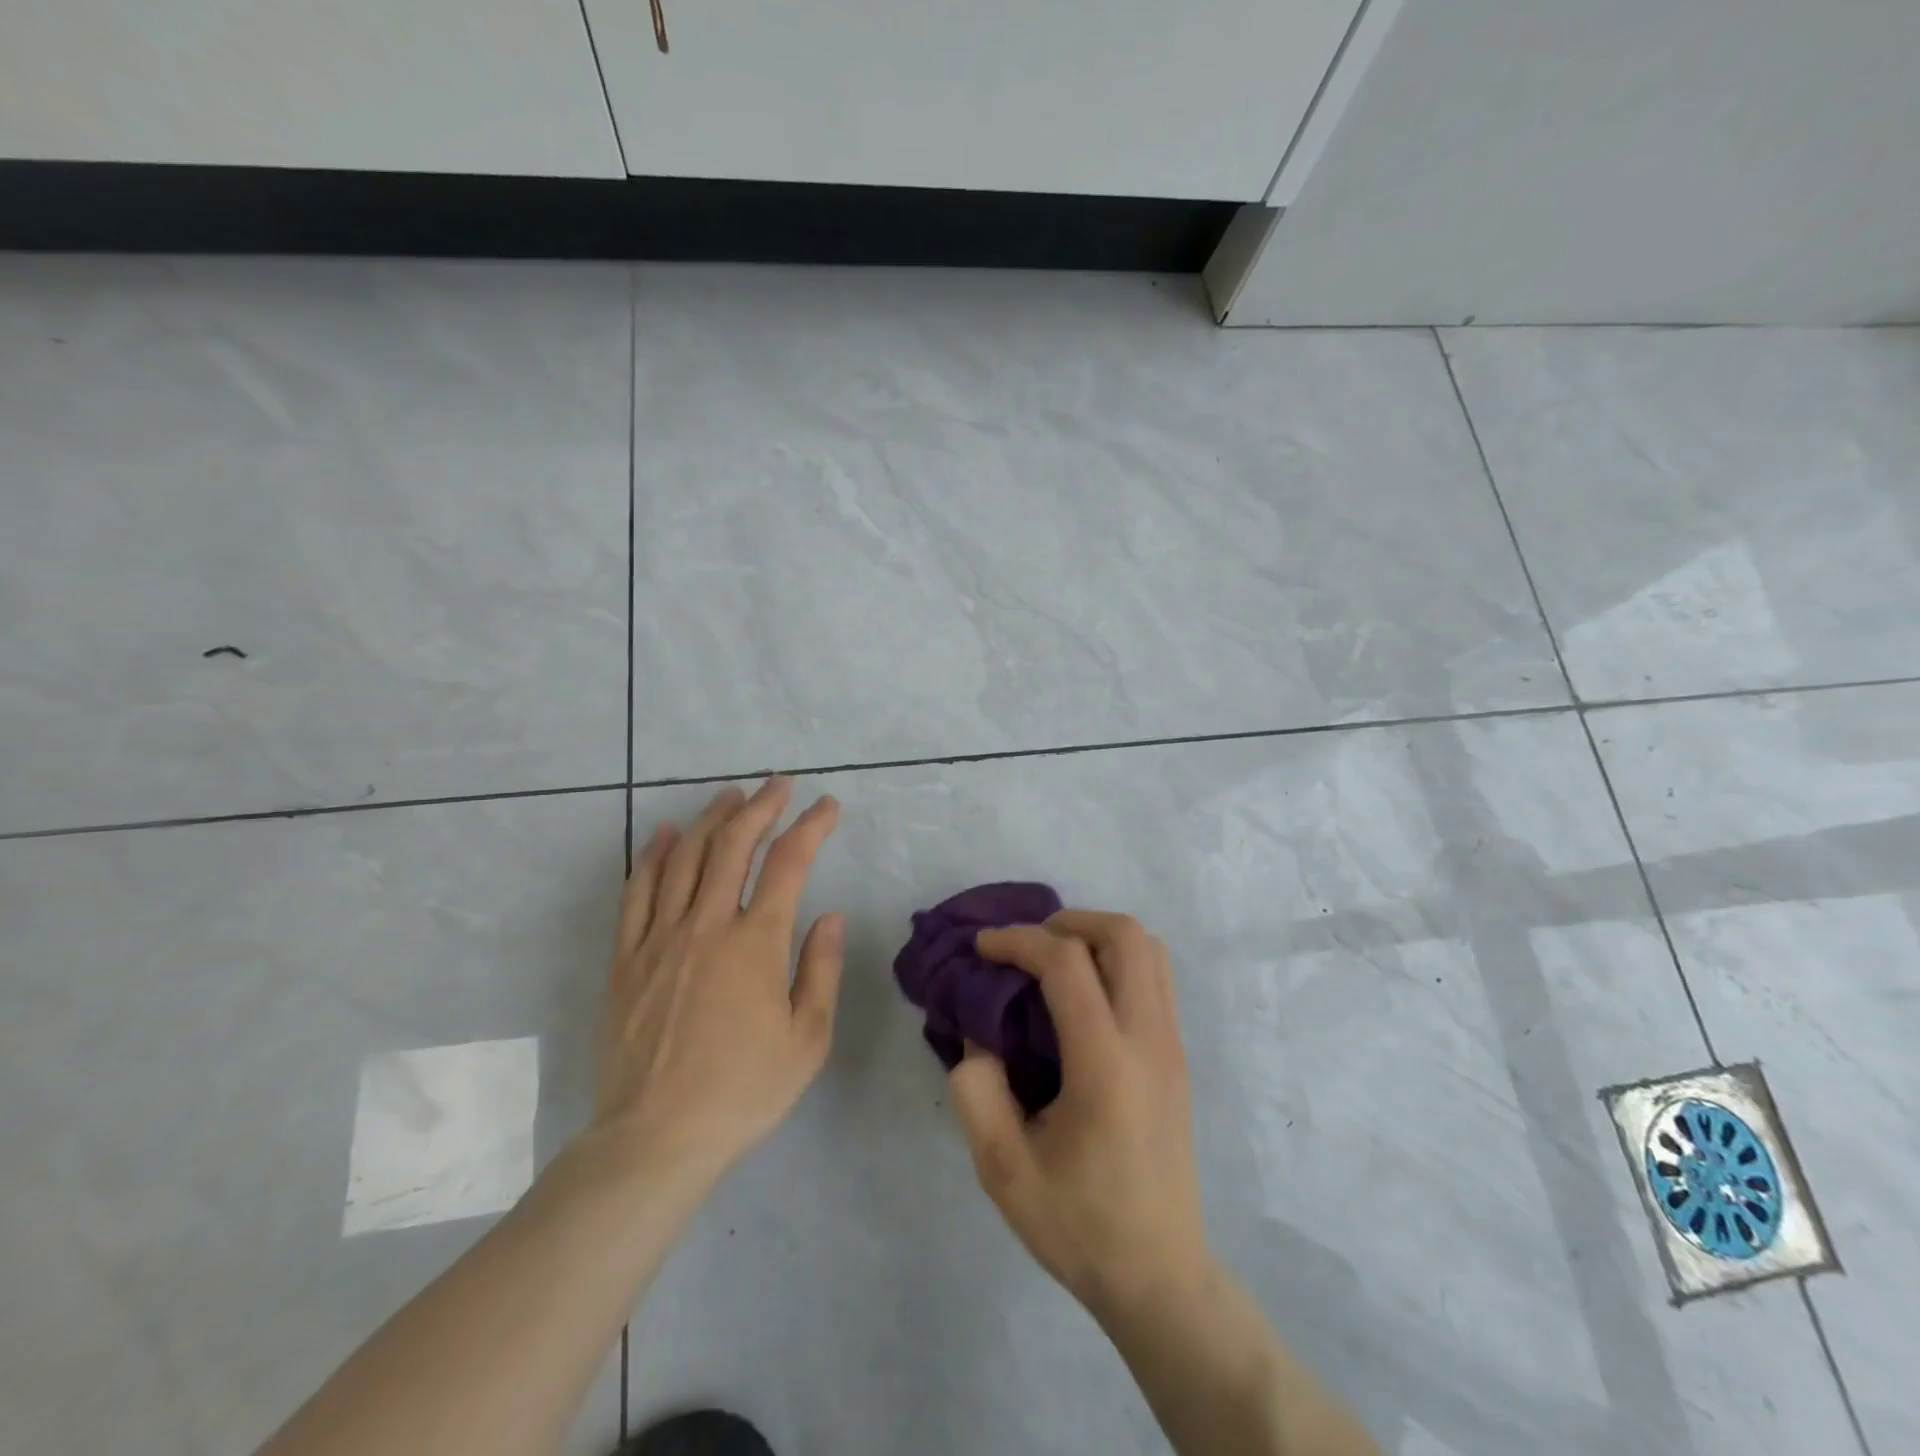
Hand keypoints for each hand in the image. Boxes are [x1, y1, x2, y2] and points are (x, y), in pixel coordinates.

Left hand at [592, 778, 844, 1186]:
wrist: (654, 1139)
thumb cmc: (742, 1092)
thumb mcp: (807, 1040)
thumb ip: (821, 970)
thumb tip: (830, 916)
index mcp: (756, 943)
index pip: (789, 863)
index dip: (811, 826)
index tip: (828, 806)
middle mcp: (707, 925)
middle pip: (733, 845)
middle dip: (760, 806)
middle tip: (779, 785)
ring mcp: (659, 938)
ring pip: (683, 857)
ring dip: (710, 819)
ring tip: (730, 797)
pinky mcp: (626, 958)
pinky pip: (636, 892)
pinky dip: (651, 855)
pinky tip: (662, 834)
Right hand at [948, 910, 1212, 1321]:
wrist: (1160, 1276)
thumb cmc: (1079, 1225)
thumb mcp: (1002, 1168)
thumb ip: (977, 1090)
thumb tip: (980, 1036)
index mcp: (1105, 1064)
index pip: (1067, 963)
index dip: (1018, 940)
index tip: (982, 948)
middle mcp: (1149, 1039)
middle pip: (1126, 935)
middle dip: (1069, 921)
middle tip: (1027, 946)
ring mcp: (1172, 1046)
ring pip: (1150, 950)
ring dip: (1098, 937)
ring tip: (1054, 962)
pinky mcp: (1178, 1057)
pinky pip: (1155, 978)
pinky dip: (1117, 962)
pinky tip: (1082, 997)